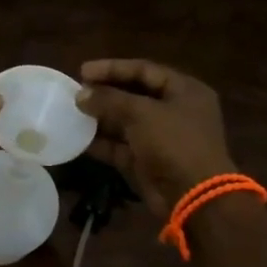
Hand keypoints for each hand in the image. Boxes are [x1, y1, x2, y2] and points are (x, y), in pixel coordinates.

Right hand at [76, 59, 235, 214]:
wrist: (194, 198)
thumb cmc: (174, 143)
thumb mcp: (141, 113)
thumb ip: (109, 100)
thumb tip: (81, 94)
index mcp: (184, 91)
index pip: (144, 70)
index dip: (113, 68)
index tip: (83, 71)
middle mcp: (175, 111)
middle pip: (134, 95)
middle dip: (104, 93)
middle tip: (76, 91)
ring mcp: (161, 139)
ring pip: (125, 122)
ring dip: (100, 118)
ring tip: (72, 112)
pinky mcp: (148, 162)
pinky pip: (121, 147)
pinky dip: (102, 143)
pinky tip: (77, 138)